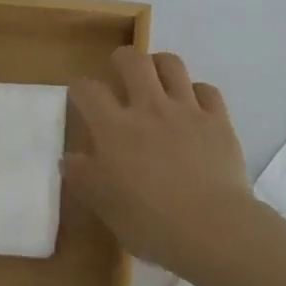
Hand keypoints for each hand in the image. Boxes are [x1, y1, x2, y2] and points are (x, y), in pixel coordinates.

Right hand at [62, 47, 255, 279]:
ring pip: (172, 65)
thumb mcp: (106, 207)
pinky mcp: (217, 119)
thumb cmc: (151, 224)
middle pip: (133, 60)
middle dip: (122, 58)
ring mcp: (186, 109)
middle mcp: (149, 108)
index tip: (80, 94)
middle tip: (120, 69)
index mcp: (115, 129)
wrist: (212, 227)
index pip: (89, 91)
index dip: (80, 87)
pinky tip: (195, 104)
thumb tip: (68, 158)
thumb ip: (84, 178)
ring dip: (160, 64)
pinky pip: (207, 90)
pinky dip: (198, 93)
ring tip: (157, 75)